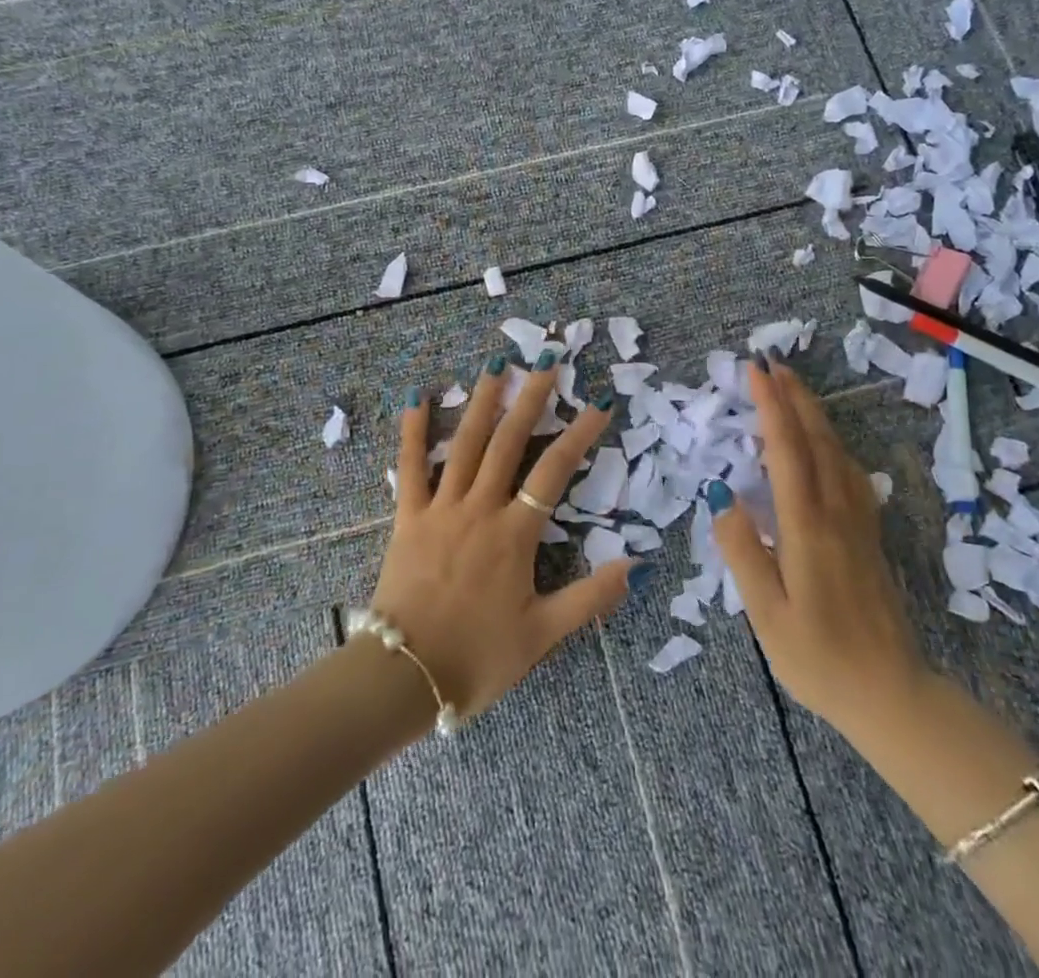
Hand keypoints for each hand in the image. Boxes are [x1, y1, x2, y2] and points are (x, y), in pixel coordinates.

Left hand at [369, 353, 641, 719]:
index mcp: (514, 534)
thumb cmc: (477, 658)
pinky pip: (409, 468)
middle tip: (548, 360)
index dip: (580, 433)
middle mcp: (480, 509)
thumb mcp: (543, 635)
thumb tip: (636, 566)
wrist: (403, 677)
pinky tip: (416, 397)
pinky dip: (413, 431)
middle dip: (532, 398)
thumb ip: (590, 598)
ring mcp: (441, 509)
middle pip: (510, 442)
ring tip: (497, 364)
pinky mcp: (407, 518)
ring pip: (464, 444)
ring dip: (482, 401)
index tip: (599, 402)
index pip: (554, 471)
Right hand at [712, 356, 926, 736]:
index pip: (786, 449)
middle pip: (816, 439)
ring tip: (793, 390)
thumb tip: (722, 495)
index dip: (770, 406)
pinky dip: (832, 443)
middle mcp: (837, 512)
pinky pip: (850, 472)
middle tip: (773, 364)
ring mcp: (859, 522)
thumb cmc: (819, 658)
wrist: (892, 695)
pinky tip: (826, 445)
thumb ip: (741, 551)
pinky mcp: (869, 536)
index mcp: (807, 526)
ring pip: (837, 452)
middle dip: (794, 397)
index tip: (755, 371)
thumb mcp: (766, 614)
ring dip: (814, 414)